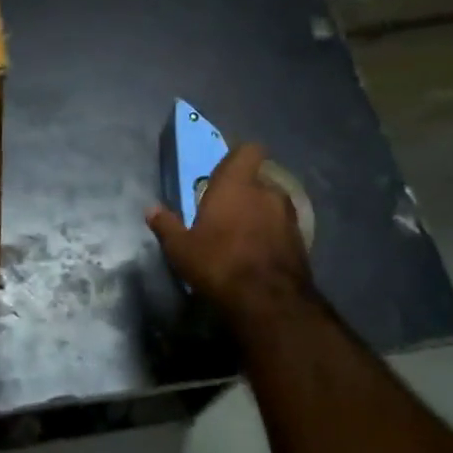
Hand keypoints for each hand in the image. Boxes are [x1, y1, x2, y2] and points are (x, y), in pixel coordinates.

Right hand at [146, 143, 311, 320]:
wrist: (270, 302)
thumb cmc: (219, 263)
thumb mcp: (181, 249)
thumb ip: (167, 226)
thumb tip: (151, 210)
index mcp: (236, 184)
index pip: (248, 151)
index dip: (239, 158)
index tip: (225, 172)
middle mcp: (267, 192)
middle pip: (257, 180)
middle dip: (244, 193)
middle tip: (225, 213)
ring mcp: (289, 216)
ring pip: (272, 205)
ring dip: (260, 214)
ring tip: (242, 237)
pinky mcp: (302, 241)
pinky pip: (282, 228)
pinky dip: (272, 235)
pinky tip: (258, 256)